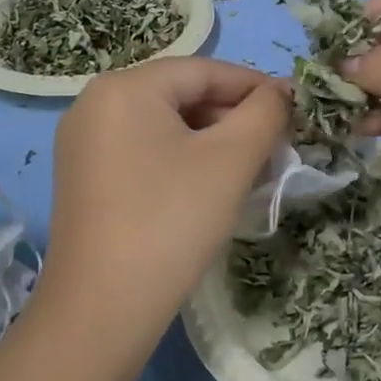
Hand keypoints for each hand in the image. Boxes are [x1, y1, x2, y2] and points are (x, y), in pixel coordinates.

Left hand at [38, 58, 288, 340]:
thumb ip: (265, 113)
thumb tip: (283, 91)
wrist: (102, 310)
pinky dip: (182, 159)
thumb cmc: (172, 221)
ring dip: (212, 140)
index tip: (296, 109)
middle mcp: (95, 104)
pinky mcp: (85, 178)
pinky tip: (210, 186)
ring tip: (251, 169)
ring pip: (165, 125)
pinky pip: (144, 150)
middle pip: (182, 95)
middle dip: (234, 117)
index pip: (204, 70)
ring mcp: (84, 143)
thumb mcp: (231, 160)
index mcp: (125, 87)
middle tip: (277, 146)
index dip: (255, 86)